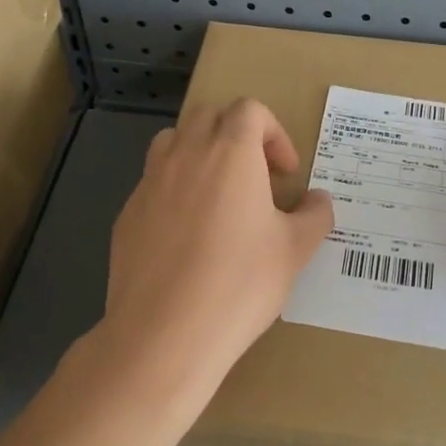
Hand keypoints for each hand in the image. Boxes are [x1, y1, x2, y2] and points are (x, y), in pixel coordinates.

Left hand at [102, 98, 332, 406]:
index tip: (285, 173)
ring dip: (200, 152)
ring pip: (173, 141)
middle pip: (210, 116)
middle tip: (255, 177)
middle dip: (237, 135)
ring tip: (217, 194)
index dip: (274, 133)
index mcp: (231, 152)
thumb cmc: (240, 284)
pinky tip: (187, 235)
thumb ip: (314, 215)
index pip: (249, 110)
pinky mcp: (127, 214)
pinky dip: (174, 189)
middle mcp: (187, 155)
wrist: (164, 335)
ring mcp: (150, 182)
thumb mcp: (294, 250)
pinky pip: (153, 182)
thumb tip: (318, 200)